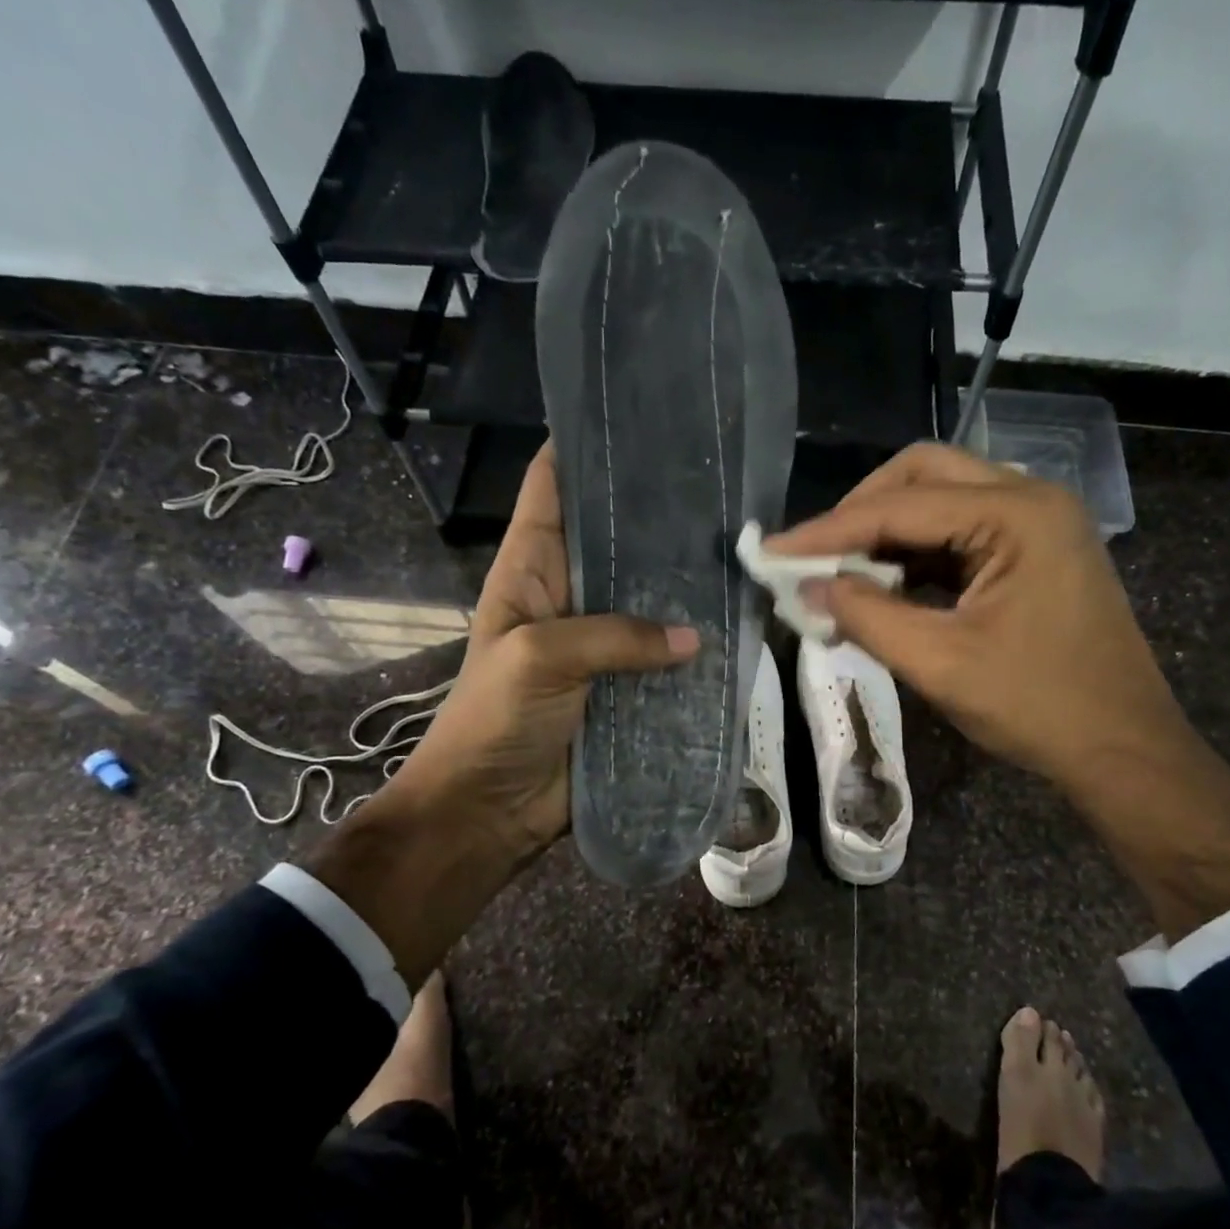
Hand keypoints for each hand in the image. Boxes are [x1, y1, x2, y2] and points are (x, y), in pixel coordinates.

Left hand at [383, 442, 698, 860]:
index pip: (553, 487)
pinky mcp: (625, 684)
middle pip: (614, 539)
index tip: (638, 418)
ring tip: (739, 550)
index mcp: (530, 568)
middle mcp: (569, 594)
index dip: (585, 447)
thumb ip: (614, 637)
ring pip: (647, 597)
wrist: (490, 811)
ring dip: (682, 583)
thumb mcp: (540, 658)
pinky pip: (663, 656)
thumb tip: (693, 638)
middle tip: (718, 487)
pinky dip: (693, 645)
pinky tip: (735, 626)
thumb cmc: (493, 721)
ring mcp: (600, 641)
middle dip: (656, 515)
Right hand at [768, 443, 1229, 935]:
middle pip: (923, 475)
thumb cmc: (1038, 707)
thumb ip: (867, 616)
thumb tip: (807, 588)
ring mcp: (1036, 523)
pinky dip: (915, 553)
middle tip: (814, 555)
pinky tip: (883, 586)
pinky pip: (959, 533)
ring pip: (941, 499)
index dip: (829, 530)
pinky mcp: (1033, 552)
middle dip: (860, 511)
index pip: (901, 505)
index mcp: (1016, 514)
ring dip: (886, 532)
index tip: (773, 552)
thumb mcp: (940, 663)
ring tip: (838, 574)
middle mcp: (1030, 499)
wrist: (1123, 749)